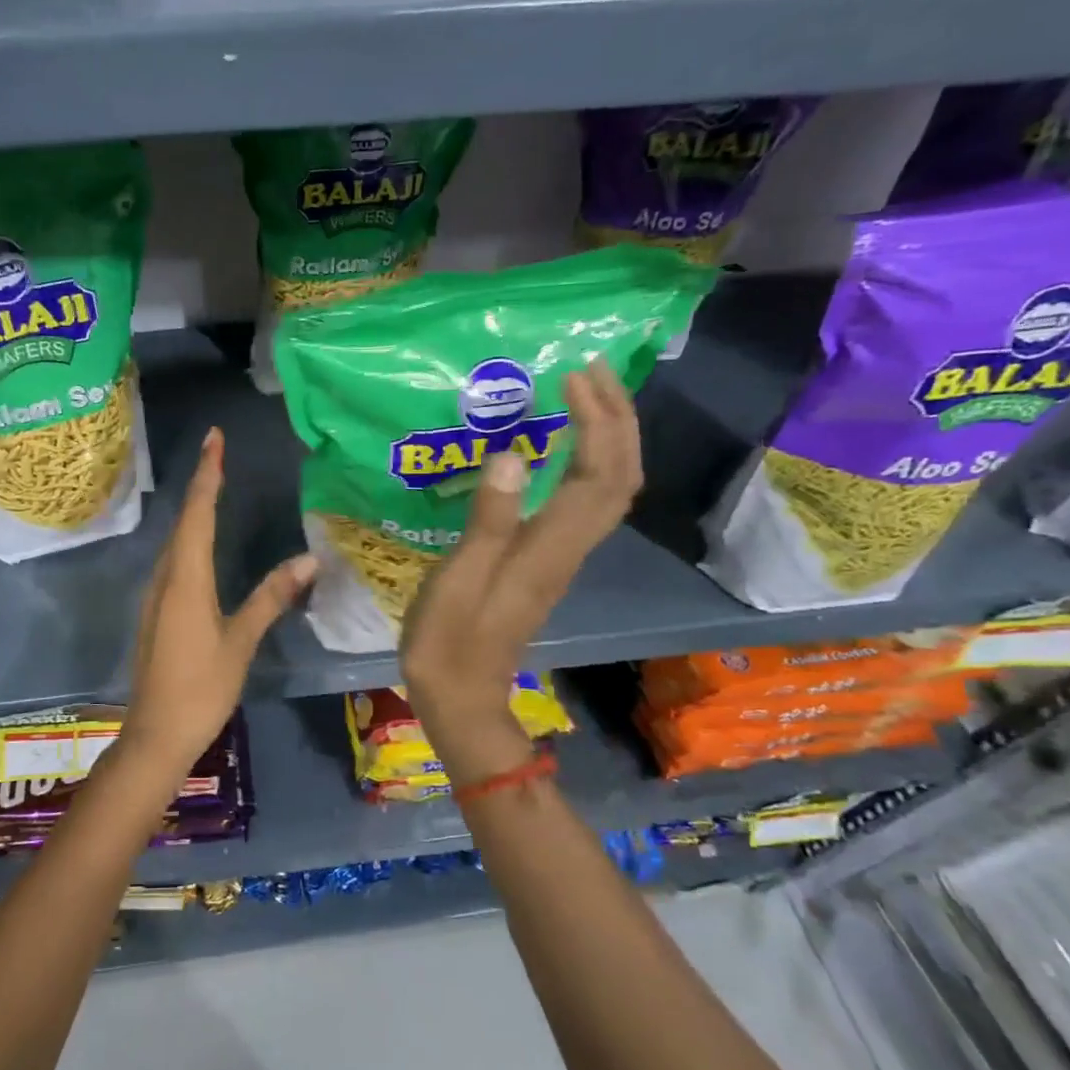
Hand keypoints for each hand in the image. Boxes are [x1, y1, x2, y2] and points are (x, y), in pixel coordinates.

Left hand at [120, 428, 317, 776]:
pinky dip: (189, 539)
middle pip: (183, 521)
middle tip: (218, 452)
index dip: (208, 475)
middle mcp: (165, 578)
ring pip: (175, 541)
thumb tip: (308, 560)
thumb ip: (270, 598)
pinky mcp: (156, 612)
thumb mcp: (240, 643)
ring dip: (194, 511)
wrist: (155, 735)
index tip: (214, 439)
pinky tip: (201, 543)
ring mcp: (156, 596)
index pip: (198, 515)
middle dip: (201, 484)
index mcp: (186, 580)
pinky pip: (174, 562)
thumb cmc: (201, 689)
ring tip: (213, 486)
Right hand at [400, 360, 641, 767]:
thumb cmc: (449, 642)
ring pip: (610, 488)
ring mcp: (561, 556)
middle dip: (616, 418)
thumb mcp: (458, 580)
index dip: (598, 422)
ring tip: (584, 396)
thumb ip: (489, 520)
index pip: (600, 475)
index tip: (574, 377)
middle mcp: (569, 547)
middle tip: (591, 370)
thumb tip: (515, 454)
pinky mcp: (547, 561)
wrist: (462, 698)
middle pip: (620, 476)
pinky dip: (588, 463)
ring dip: (608, 437)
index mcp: (550, 548)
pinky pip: (586, 502)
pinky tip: (561, 448)